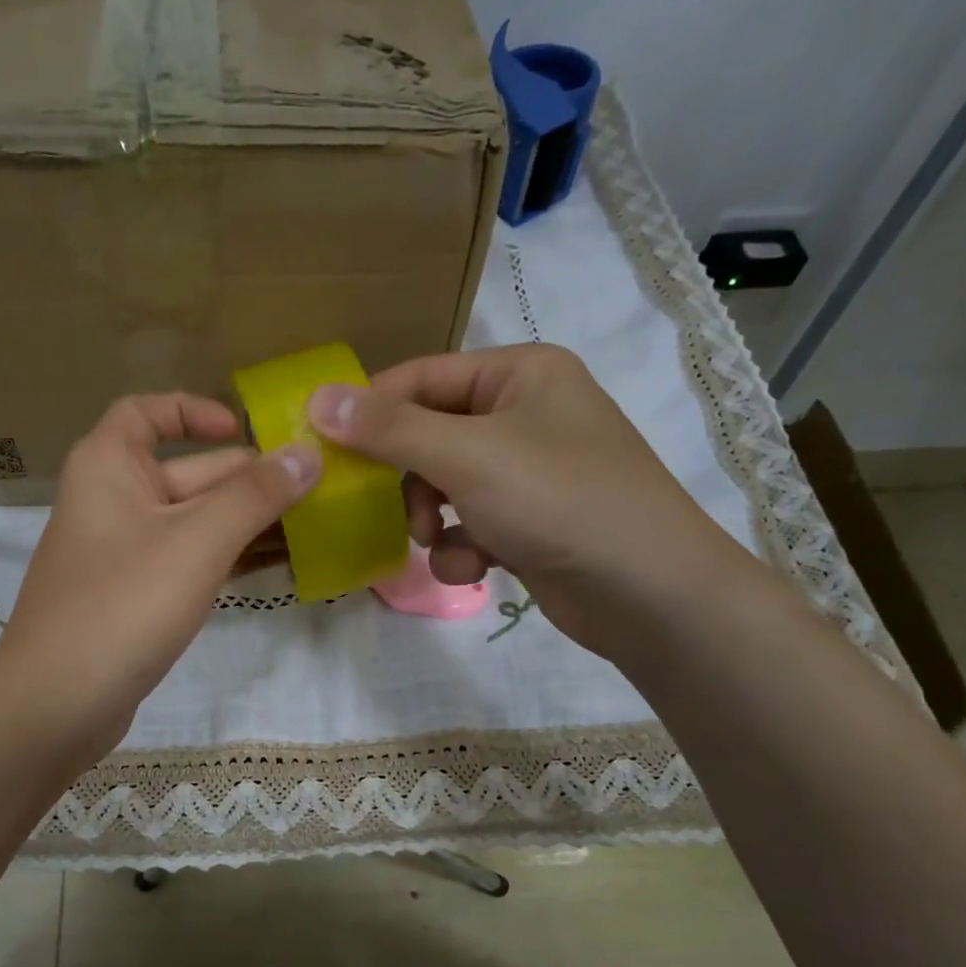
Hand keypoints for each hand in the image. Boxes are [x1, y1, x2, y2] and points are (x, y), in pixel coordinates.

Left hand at [0, 394, 319, 759]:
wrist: (57, 704)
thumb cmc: (123, 606)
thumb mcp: (196, 543)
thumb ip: (254, 496)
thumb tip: (308, 454)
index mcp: (109, 466)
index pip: (147, 412)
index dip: (195, 411)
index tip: (244, 430)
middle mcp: (113, 500)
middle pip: (188, 472)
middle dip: (250, 480)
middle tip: (317, 489)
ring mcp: (125, 552)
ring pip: (195, 522)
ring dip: (248, 524)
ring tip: (314, 526)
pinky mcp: (137, 596)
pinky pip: (190, 561)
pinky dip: (229, 559)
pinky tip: (279, 565)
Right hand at [307, 344, 750, 654]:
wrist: (648, 593)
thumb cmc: (559, 501)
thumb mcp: (467, 456)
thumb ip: (389, 429)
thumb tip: (317, 399)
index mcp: (520, 373)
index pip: (420, 377)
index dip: (370, 411)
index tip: (323, 449)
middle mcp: (525, 414)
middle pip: (428, 435)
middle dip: (408, 480)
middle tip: (392, 509)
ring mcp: (528, 472)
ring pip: (443, 485)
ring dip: (430, 519)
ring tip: (438, 542)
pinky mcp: (528, 522)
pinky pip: (468, 523)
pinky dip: (461, 547)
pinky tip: (476, 567)